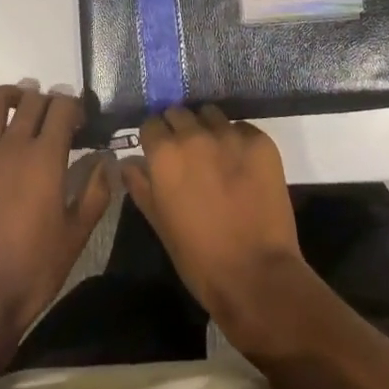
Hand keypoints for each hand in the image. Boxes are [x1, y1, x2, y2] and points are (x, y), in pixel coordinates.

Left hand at [0, 83, 112, 341]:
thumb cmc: (32, 271)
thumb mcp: (76, 236)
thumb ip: (95, 192)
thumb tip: (105, 160)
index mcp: (46, 158)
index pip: (63, 107)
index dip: (75, 106)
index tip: (79, 122)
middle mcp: (13, 144)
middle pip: (32, 99)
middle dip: (47, 100)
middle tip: (52, 118)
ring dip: (9, 93)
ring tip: (17, 104)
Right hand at [122, 106, 308, 350]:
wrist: (256, 275)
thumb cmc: (199, 258)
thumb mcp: (159, 223)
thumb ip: (140, 186)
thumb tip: (128, 163)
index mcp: (165, 154)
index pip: (151, 124)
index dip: (154, 138)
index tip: (159, 151)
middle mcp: (195, 135)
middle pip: (179, 112)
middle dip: (179, 128)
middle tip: (187, 153)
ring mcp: (230, 135)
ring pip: (211, 114)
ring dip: (208, 128)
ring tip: (216, 154)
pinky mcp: (260, 142)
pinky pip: (242, 128)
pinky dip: (237, 140)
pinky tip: (242, 165)